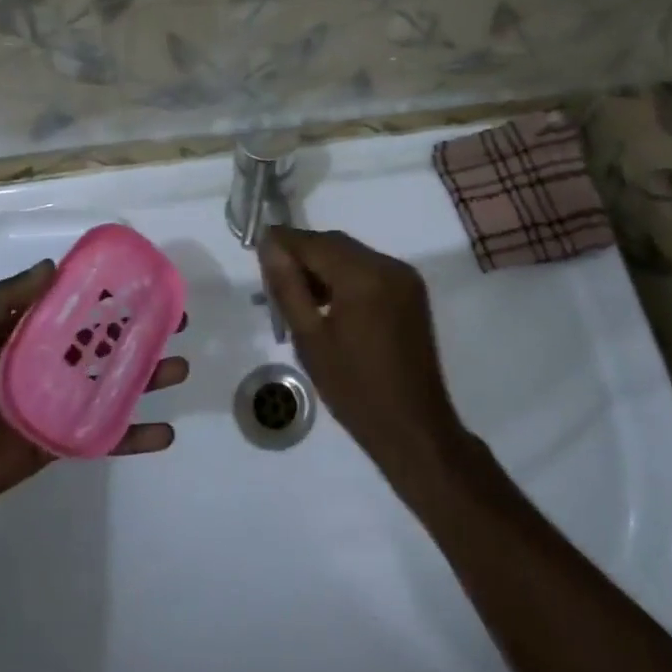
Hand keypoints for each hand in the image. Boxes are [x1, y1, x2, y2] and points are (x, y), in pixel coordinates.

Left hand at [0, 260, 188, 528]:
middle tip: (179, 320)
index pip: (78, 305)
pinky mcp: (63, 441)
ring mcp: (62, 403)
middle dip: (143, 330)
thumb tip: (52, 266)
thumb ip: (2, 303)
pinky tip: (165, 433)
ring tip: (180, 367)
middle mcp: (52, 363)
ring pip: (114, 384)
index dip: (110, 293)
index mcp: (29, 334)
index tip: (144, 280)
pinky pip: (105, 435)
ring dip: (149, 376)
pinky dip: (135, 435)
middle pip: (107, 342)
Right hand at [259, 228, 465, 478]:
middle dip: (303, 256)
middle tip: (274, 283)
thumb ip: (288, 286)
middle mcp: (389, 265)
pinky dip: (346, 278)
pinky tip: (329, 305)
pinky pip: (370, 271)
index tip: (257, 253)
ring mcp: (405, 278)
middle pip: (335, 245)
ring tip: (299, 298)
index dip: (283, 242)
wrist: (413, 429)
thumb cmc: (354, 389)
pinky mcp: (411, 292)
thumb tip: (269, 245)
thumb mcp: (310, 339)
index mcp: (364, 276)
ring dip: (324, 267)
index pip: (314, 242)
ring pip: (352, 256)